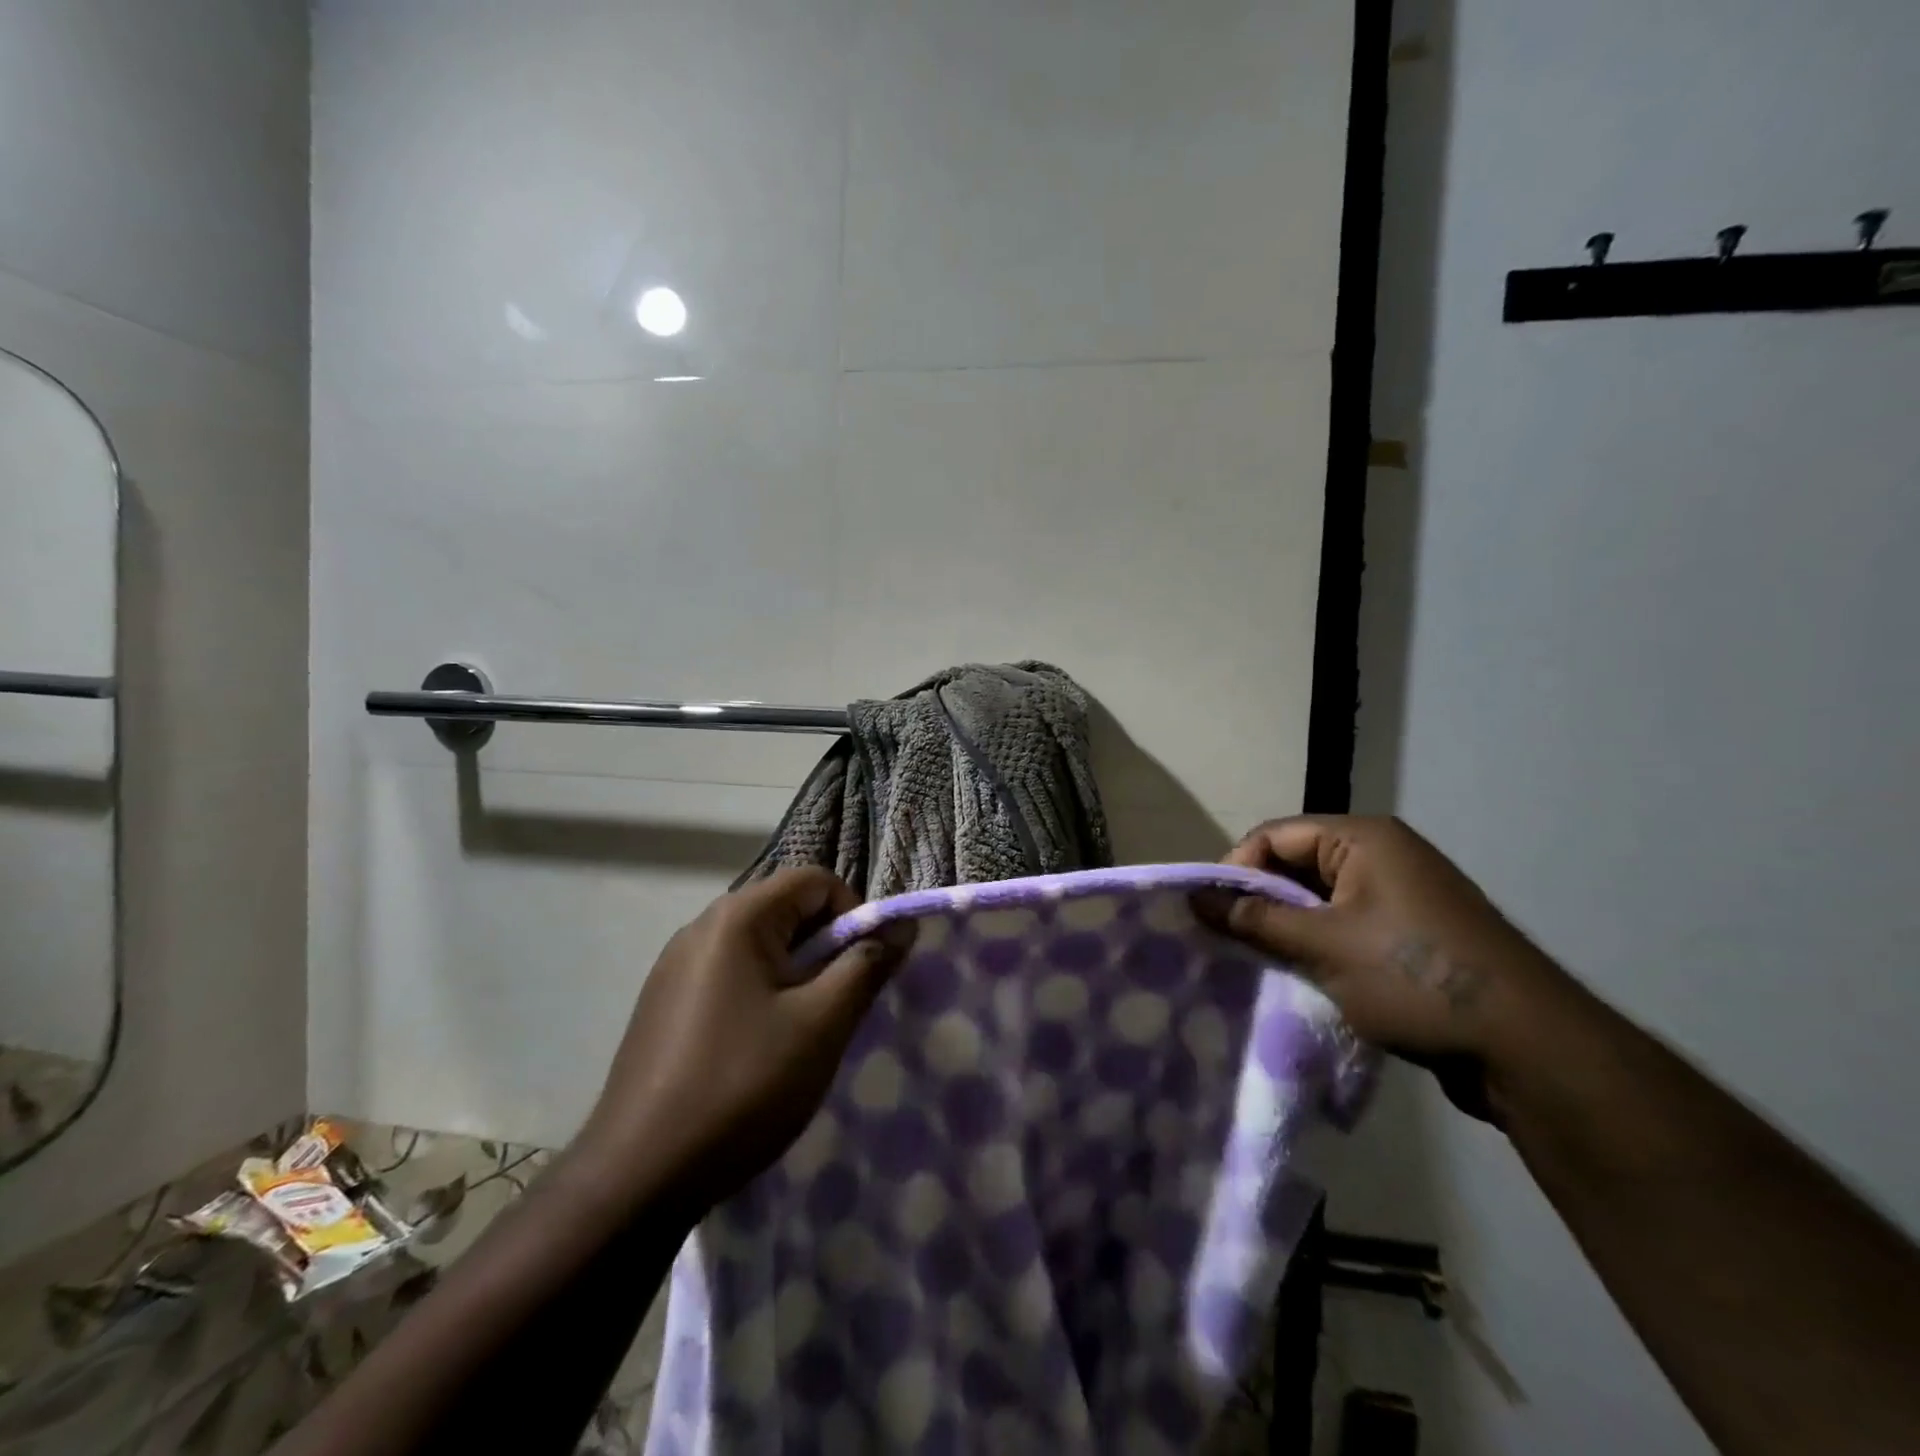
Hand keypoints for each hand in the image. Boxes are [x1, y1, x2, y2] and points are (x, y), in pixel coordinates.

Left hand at [572, 867, 913, 1213]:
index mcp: (737, 918)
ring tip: (804, 1029)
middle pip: (785, 908)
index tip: (865, 969)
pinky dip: (761, 992)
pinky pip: (729, 974)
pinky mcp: (663, 1002)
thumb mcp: (822, 1024)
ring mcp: (675, 965)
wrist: (638, 1175)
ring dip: (795, 972)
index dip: (853, 913)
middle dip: (825, 946)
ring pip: (759, 944)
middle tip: (839, 1003)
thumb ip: (867, 965)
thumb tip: (902, 926)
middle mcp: (701, 927)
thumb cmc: (743, 1085)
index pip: (814, 880)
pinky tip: (759, 1047)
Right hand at [1201, 815, 1573, 1122]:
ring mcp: (1404, 894)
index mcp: (1365, 839)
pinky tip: (1305, 974)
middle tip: (1230, 941)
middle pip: (1297, 864)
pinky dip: (1321, 944)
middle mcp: (1385, 855)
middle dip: (1261, 901)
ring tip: (1261, 960)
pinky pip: (1348, 923)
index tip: (1212, 914)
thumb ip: (1254, 919)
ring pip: (1321, 899)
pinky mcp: (1415, 933)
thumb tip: (1196, 897)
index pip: (1274, 836)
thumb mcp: (1323, 945)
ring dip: (1290, 927)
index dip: (1237, 870)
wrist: (1529, 1047)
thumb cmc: (1414, 977)